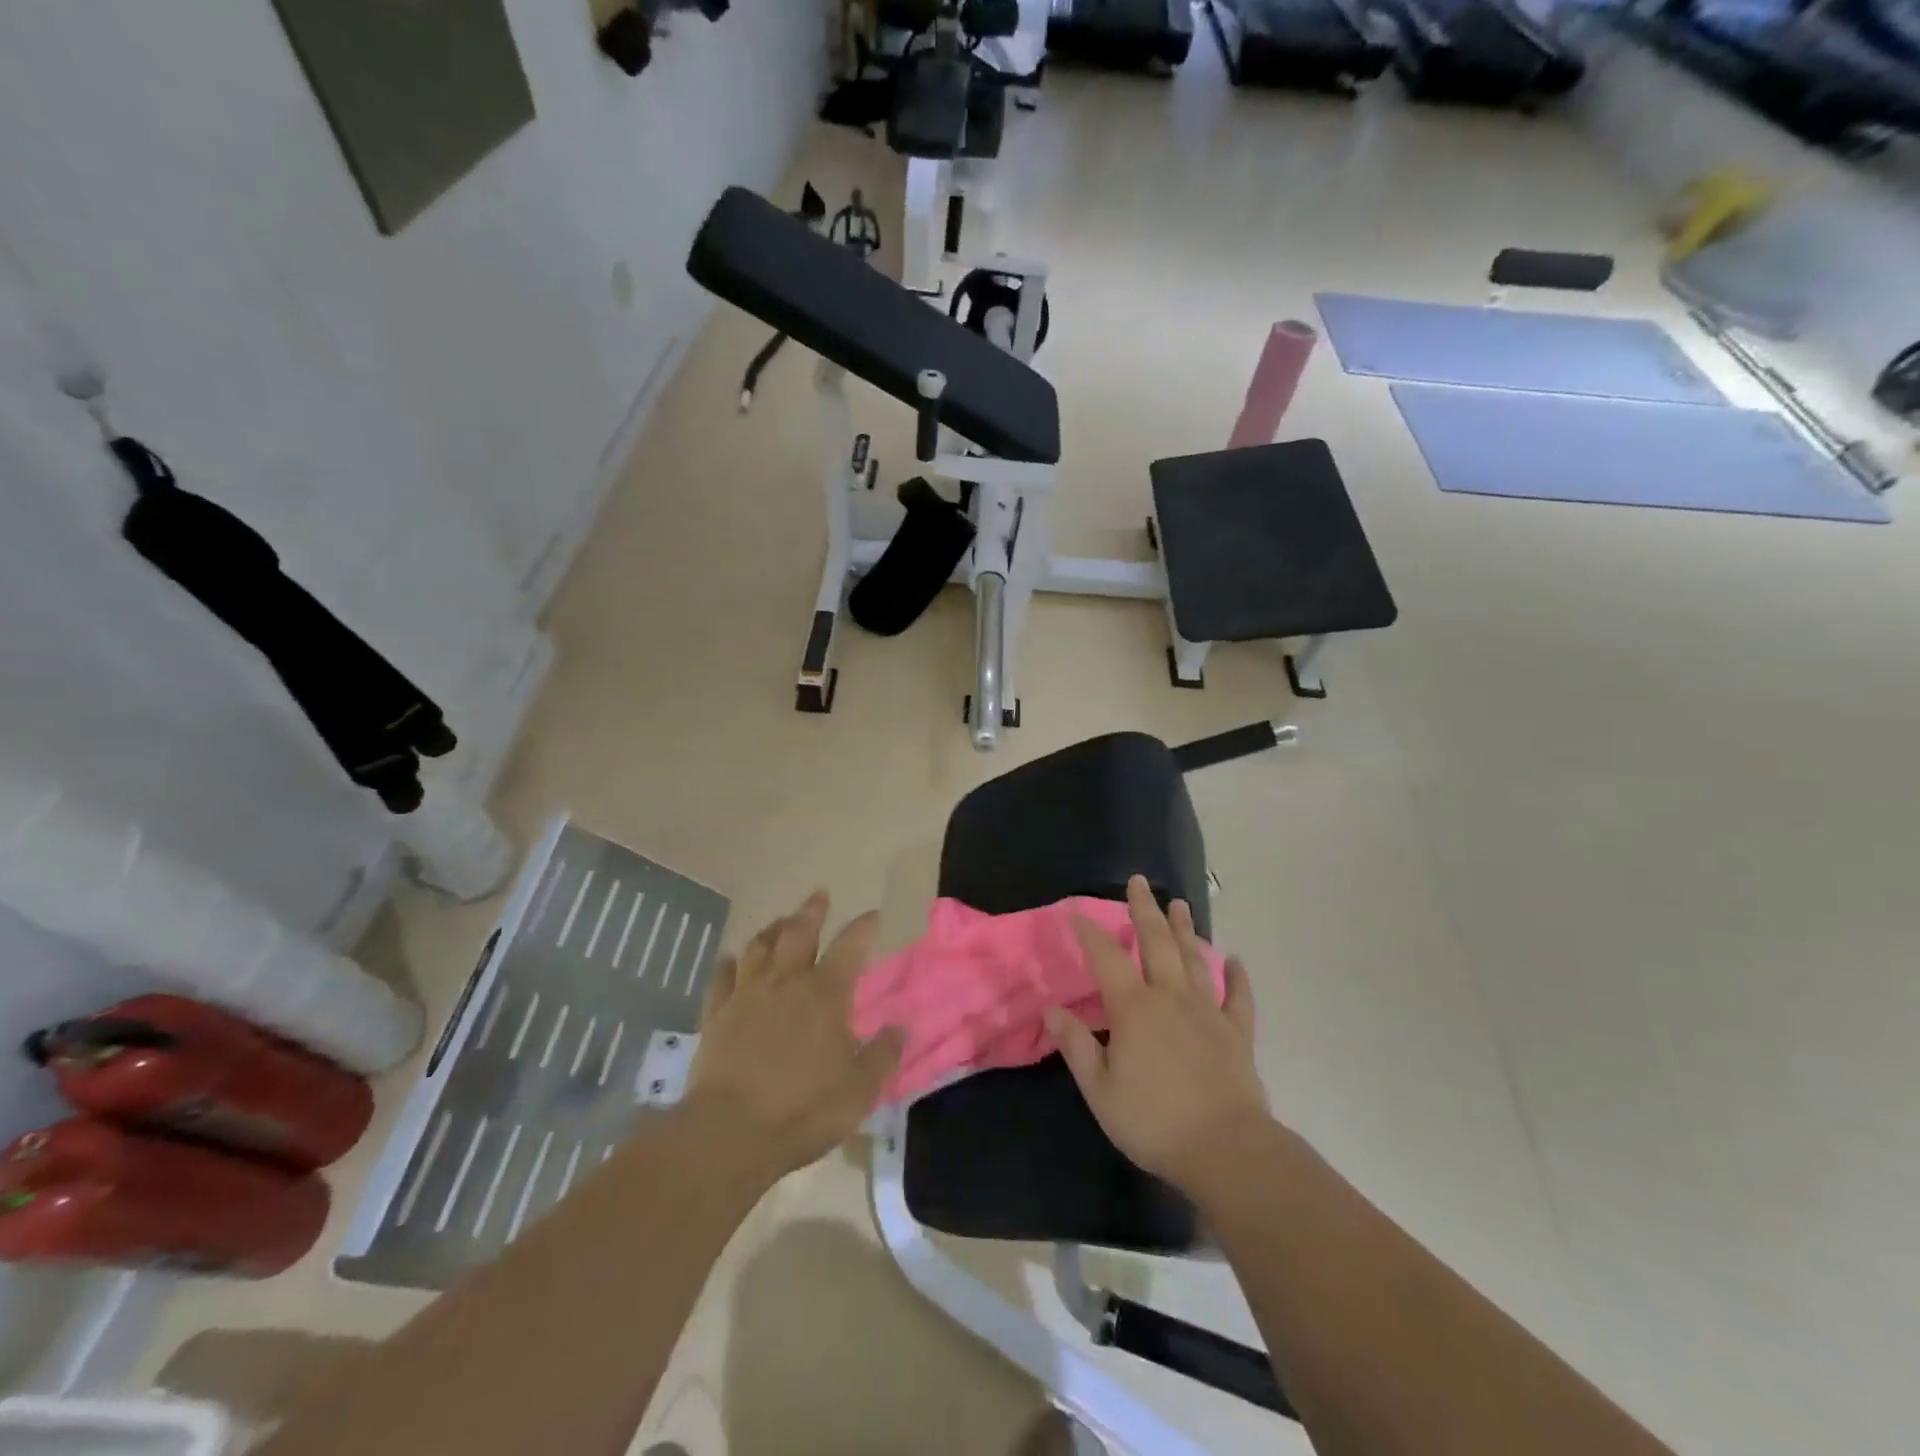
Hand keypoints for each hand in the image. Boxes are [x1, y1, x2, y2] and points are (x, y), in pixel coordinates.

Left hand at [687, 891, 904, 1179]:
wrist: (729, 1132)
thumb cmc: (803, 1109)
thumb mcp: (860, 1090)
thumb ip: (883, 1055)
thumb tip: (901, 1028)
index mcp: (826, 993)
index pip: (850, 946)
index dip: (863, 927)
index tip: (873, 915)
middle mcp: (787, 982)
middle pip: (799, 932)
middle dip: (812, 911)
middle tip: (819, 895)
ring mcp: (747, 994)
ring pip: (759, 947)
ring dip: (773, 929)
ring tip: (781, 921)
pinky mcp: (716, 1014)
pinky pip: (722, 977)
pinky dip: (729, 964)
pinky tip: (731, 959)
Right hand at [1044, 876, 1268, 1195]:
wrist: (1225, 1149)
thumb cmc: (1153, 1121)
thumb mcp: (1100, 1089)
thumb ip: (1076, 1045)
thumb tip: (1052, 1009)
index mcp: (1133, 1009)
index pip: (1106, 959)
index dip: (1089, 933)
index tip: (1076, 913)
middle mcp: (1170, 998)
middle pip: (1155, 944)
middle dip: (1144, 910)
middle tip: (1139, 882)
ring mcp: (1208, 1012)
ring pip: (1193, 960)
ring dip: (1184, 930)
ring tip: (1179, 904)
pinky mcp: (1236, 1033)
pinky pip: (1238, 998)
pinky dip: (1237, 977)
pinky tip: (1234, 960)